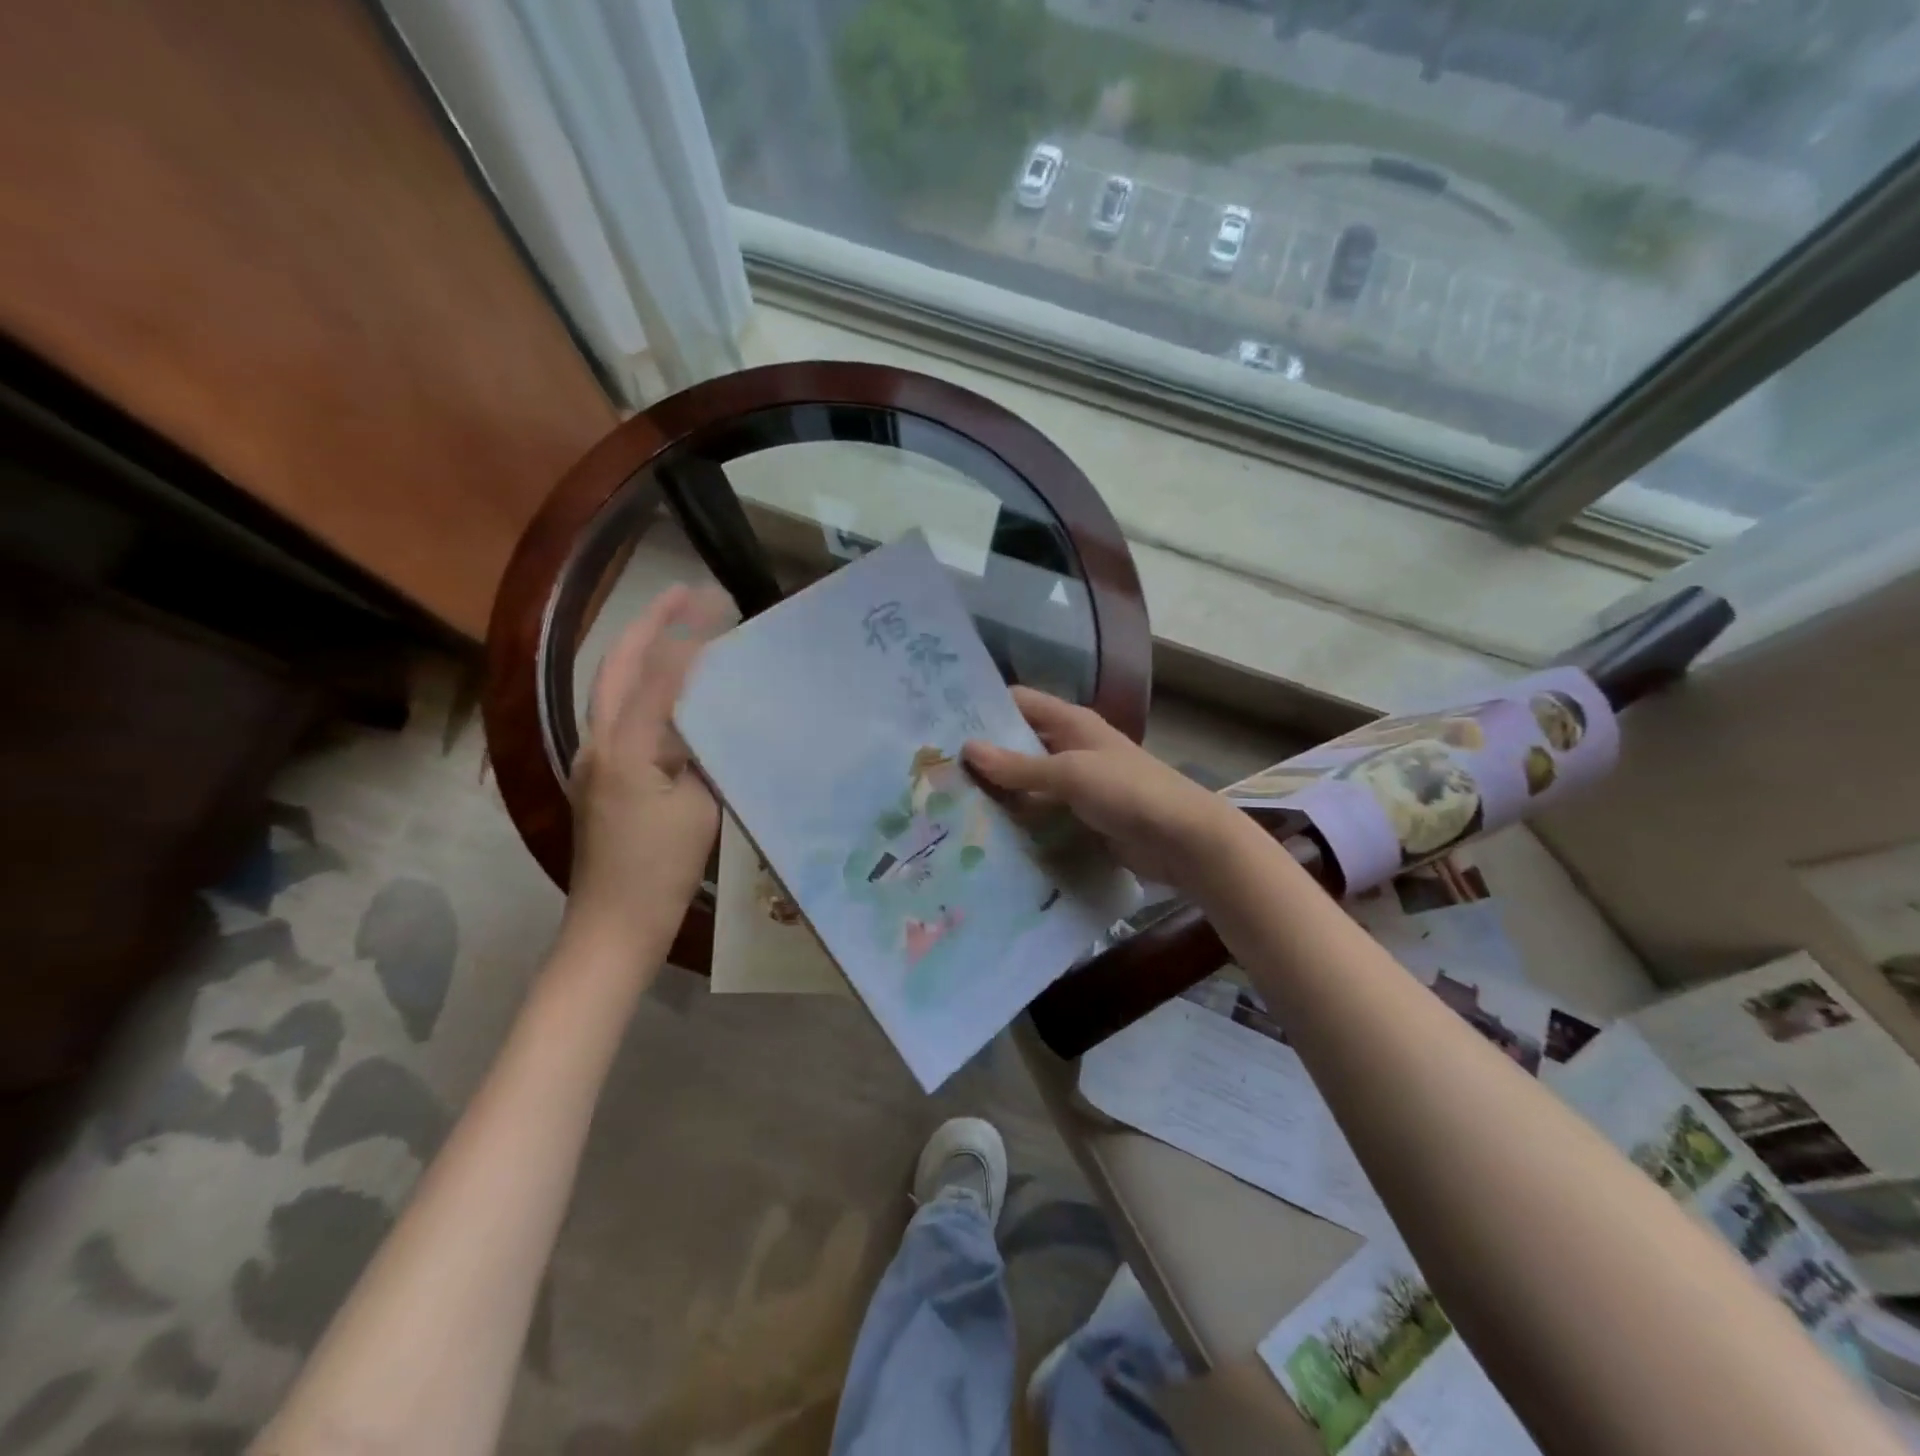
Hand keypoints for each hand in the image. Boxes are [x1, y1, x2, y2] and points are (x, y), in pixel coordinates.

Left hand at [565, 584, 732, 951]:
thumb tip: (714, 722)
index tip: (720, 604)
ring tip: (680, 627)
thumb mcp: (701, 807)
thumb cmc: (661, 870)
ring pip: (613, 688)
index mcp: (625, 747)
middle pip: (617, 665)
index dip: (690, 635)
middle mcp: (597, 742)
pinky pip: (621, 717)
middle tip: (685, 593)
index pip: (659, 674)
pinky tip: (675, 692)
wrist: (613, 925)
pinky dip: (646, 690)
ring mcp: (592, 759)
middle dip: (648, 622)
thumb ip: (705, 755)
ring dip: (643, 651)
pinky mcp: (599, 777)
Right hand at [962, 687, 1252, 895]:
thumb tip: (967, 748)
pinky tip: (984, 831)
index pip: (1018, 703)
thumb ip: (1019, 765)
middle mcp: (1070, 747)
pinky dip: (1018, 818)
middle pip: (1018, 743)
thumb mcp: (1071, 772)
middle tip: (935, 769)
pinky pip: (1040, 812)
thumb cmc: (1128, 791)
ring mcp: (1075, 784)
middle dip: (984, 755)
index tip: (941, 722)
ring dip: (998, 791)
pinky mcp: (1079, 816)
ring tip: (947, 802)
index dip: (983, 708)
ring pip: (1027, 781)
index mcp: (1071, 723)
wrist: (1182, 840)